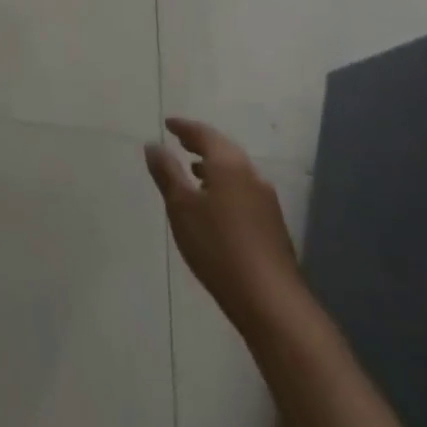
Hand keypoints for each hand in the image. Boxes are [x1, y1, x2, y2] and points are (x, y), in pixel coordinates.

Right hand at [145, 117, 303, 331]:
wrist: (271, 302)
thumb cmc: (218, 247)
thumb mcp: (181, 207)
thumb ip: (166, 173)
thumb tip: (154, 145)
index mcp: (229, 164)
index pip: (204, 134)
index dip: (184, 127)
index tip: (168, 124)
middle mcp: (251, 175)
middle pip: (223, 149)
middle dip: (201, 144)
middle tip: (181, 142)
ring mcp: (266, 201)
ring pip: (235, 172)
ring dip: (214, 167)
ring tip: (194, 173)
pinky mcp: (273, 226)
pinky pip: (244, 191)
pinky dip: (225, 186)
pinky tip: (215, 206)